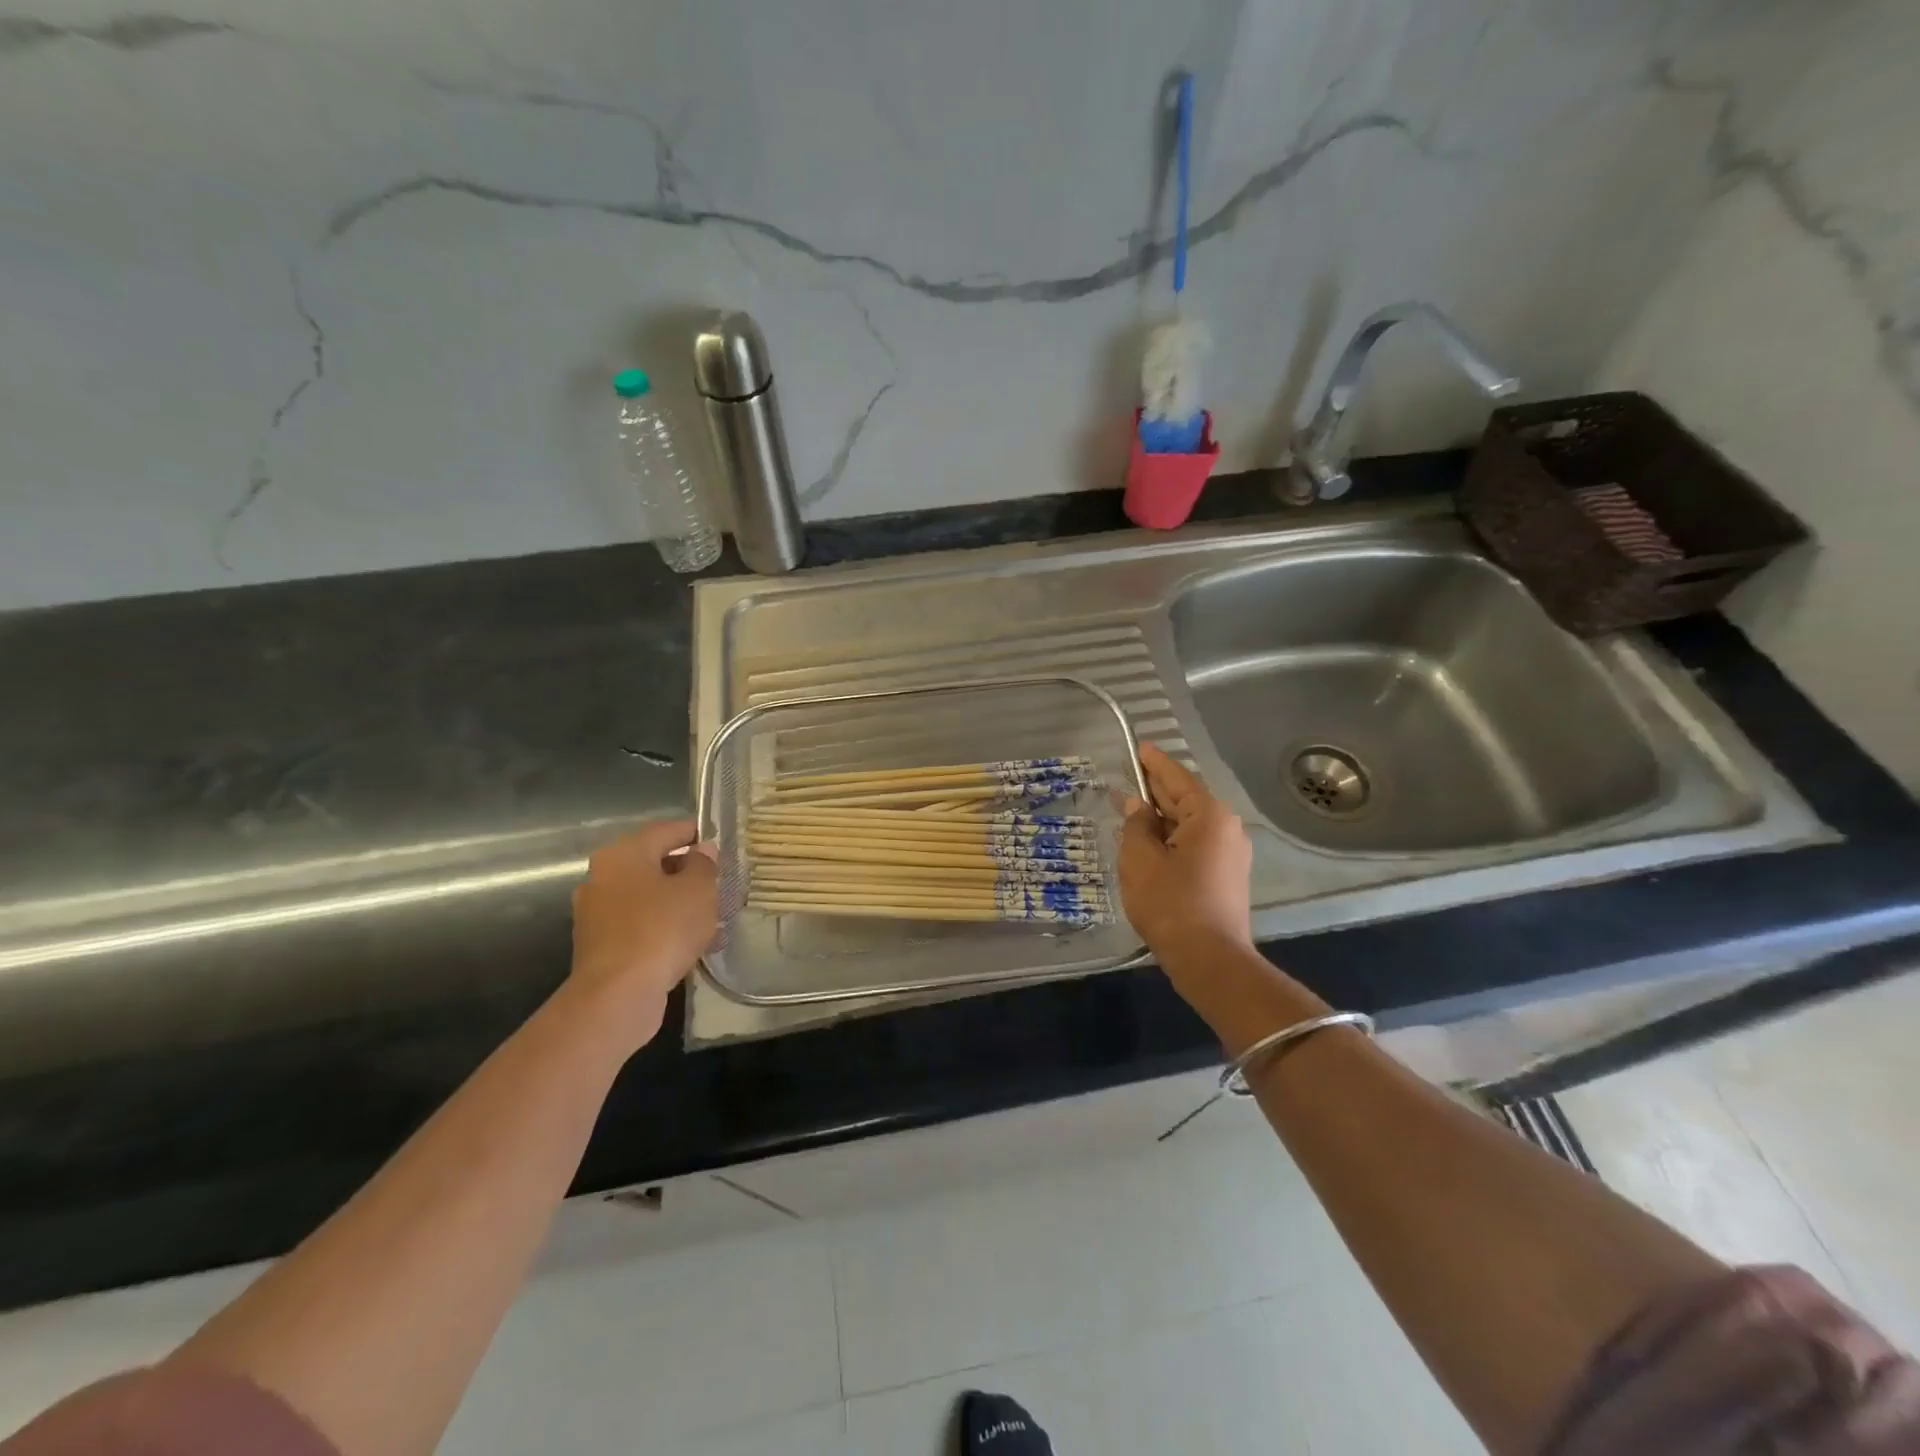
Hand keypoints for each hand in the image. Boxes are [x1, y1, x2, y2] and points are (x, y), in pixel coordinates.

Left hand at [569, 818, 717, 1047]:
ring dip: (676, 902)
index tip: (719, 842)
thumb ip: (703, 865)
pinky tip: (689, 942)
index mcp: (623, 854)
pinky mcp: (600, 945)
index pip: (666, 831)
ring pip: (647, 896)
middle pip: (653, 863)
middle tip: (718, 882)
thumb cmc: (661, 929)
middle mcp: (602, 876)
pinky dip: (662, 927)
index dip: (695, 833)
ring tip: (710, 916)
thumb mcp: (698, 890)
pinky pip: (639, 924)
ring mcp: (597, 913)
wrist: (618, 995)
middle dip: (687, 872)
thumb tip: (701, 852)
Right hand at [1118, 744, 1253, 957]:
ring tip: (1131, 811)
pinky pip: (1196, 844)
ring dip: (1161, 818)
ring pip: (1190, 824)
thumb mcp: (1140, 859)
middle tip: (1128, 778)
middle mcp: (1226, 828)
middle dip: (1156, 791)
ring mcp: (1231, 853)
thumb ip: (1136, 825)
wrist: (1210, 960)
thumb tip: (1137, 806)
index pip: (1177, 777)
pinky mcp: (1227, 876)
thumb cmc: (1170, 903)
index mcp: (1209, 815)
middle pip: (1185, 799)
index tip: (1140, 747)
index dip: (1154, 763)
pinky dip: (1172, 839)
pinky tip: (1149, 843)